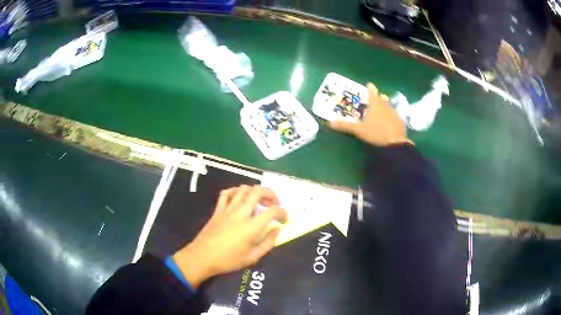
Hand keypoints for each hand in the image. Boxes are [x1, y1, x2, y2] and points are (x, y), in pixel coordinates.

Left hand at [173, 185, 287, 288]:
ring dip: (255, 191)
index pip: (272, 211)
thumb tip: (277, 230)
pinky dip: (236, 191)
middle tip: (275, 203)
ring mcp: (227, 209)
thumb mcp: (252, 258)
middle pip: (257, 191)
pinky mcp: (218, 209)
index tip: (284, 219)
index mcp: (251, 227)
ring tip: (259, 201)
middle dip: (271, 194)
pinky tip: (240, 197)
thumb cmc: (228, 260)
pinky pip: (226, 193)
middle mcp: (240, 213)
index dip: (282, 212)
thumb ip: (268, 243)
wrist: (202, 257)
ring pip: (243, 189)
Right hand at [330, 83, 413, 145]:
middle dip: (379, 97)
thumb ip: (345, 126)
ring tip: (384, 108)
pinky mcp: (400, 122)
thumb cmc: (376, 133)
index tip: (369, 84)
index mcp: (375, 105)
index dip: (370, 88)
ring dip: (387, 105)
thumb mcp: (358, 130)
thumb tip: (329, 122)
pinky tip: (392, 121)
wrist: (395, 143)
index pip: (372, 92)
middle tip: (377, 97)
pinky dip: (392, 116)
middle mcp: (386, 106)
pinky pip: (396, 116)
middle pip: (382, 98)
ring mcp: (394, 113)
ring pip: (390, 106)